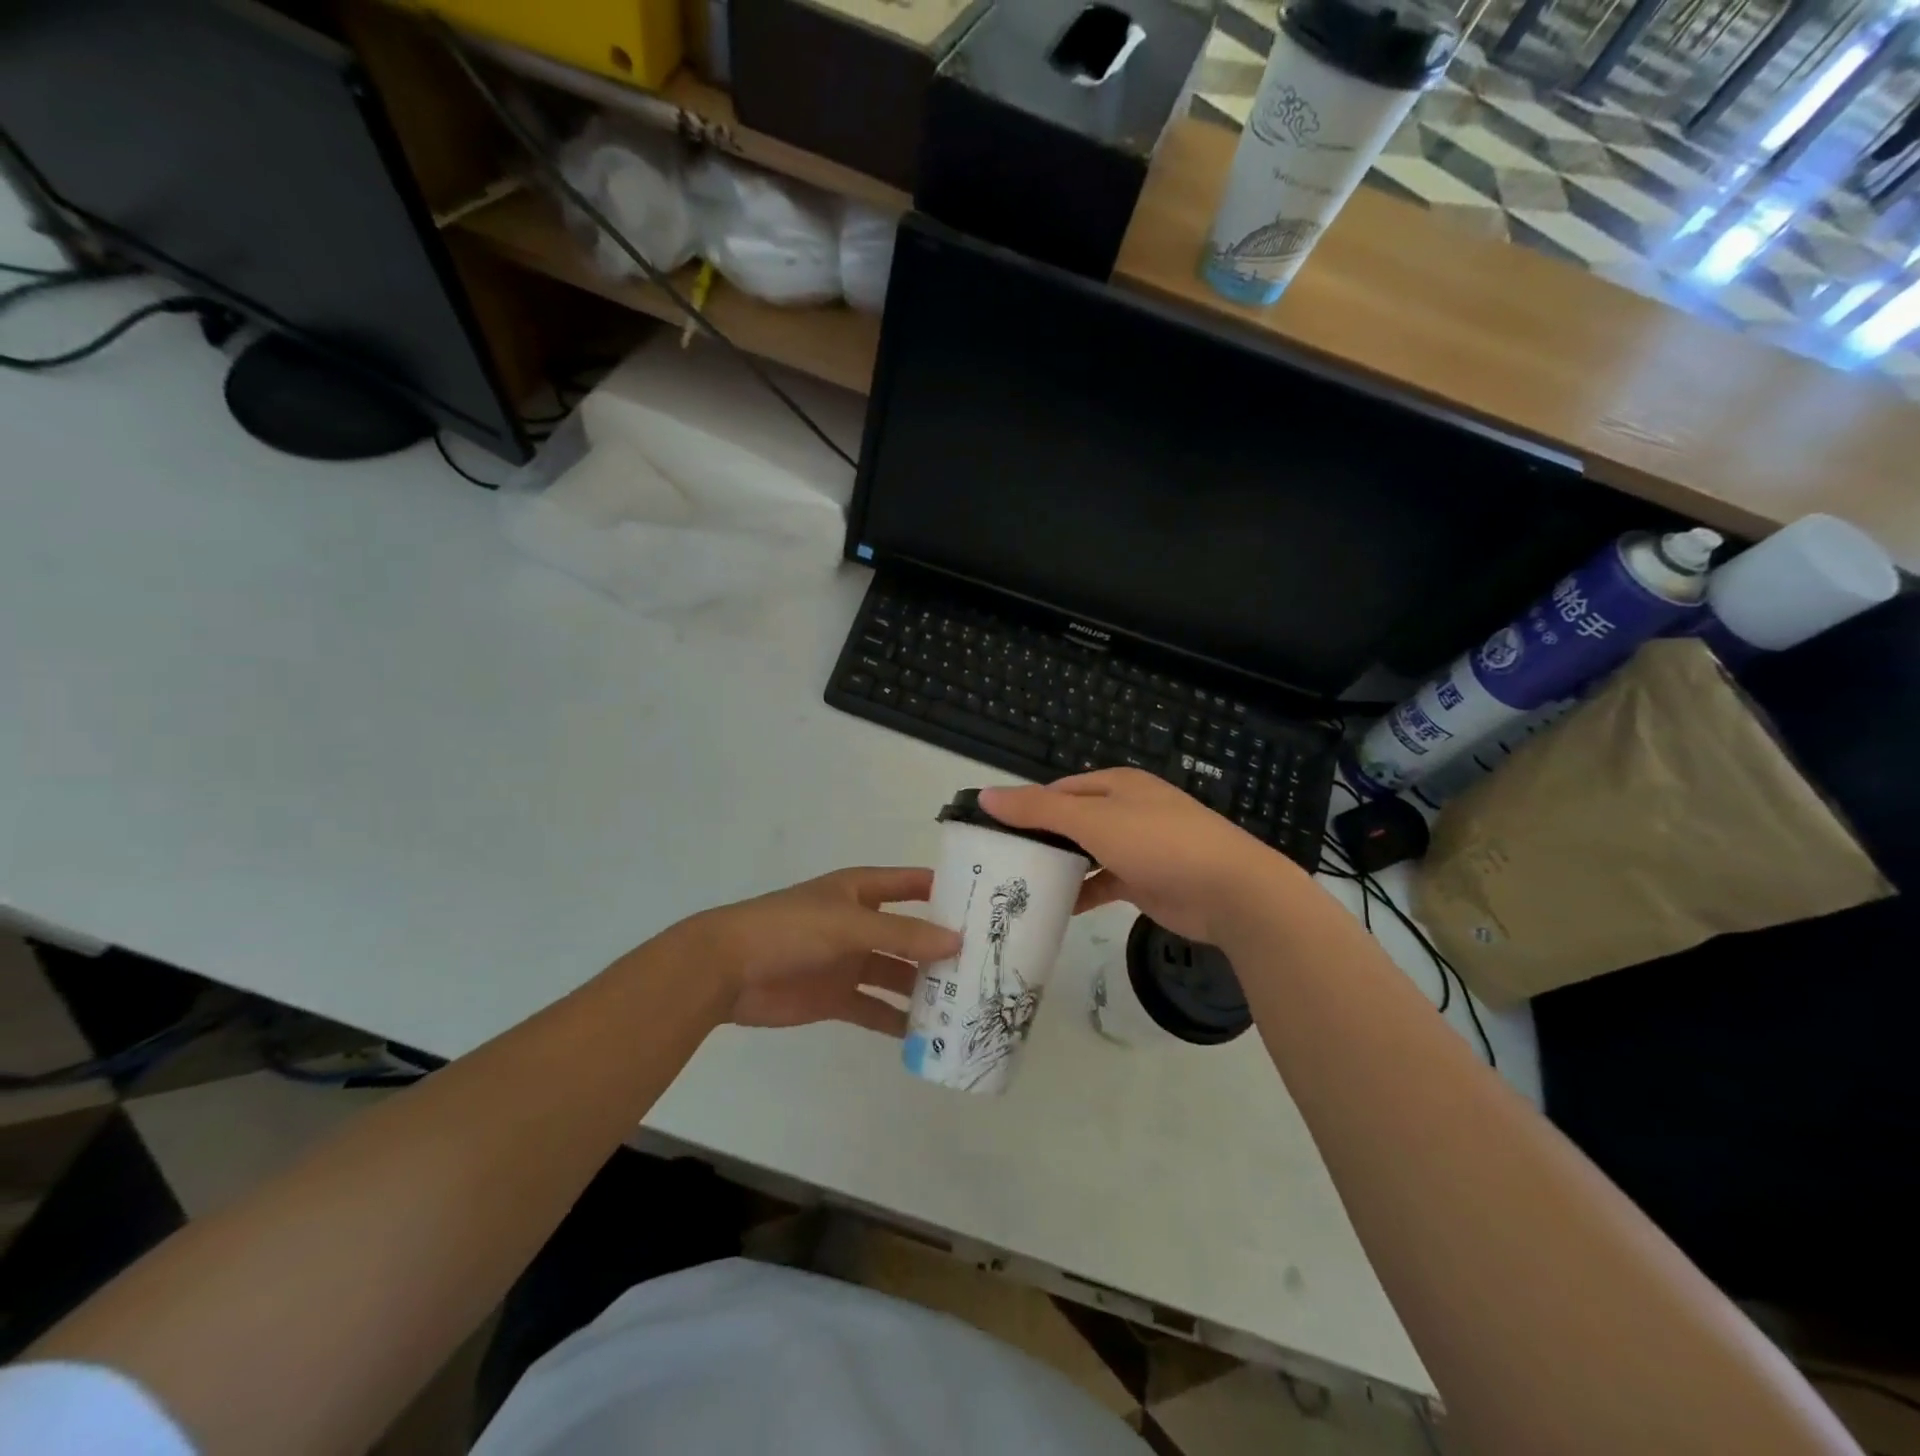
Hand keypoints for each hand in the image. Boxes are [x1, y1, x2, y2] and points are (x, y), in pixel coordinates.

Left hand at [675, 868, 959, 1034]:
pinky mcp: (836, 997)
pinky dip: (896, 1020)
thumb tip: (958, 941)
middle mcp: (860, 923)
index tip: (987, 905)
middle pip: (910, 934)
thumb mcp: (850, 924)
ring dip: (924, 988)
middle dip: (942, 948)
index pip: (913, 884)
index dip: (946, 890)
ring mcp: (849, 961)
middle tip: (986, 966)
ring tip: (965, 1005)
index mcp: (861, 892)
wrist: (728, 970)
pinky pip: (875, 1007)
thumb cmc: (791, 929)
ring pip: (896, 974)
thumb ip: (903, 935)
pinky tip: (925, 1034)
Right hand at [980, 770, 1303, 946]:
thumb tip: (985, 795)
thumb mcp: (1092, 819)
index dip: (1025, 807)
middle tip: (999, 862)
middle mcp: (1125, 810)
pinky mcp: (1145, 880)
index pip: (1057, 790)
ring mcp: (1137, 846)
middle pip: (1070, 821)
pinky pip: (1103, 882)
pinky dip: (1082, 893)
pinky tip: (1056, 908)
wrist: (1230, 891)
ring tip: (1017, 887)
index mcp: (1115, 785)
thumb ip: (1037, 808)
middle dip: (1039, 839)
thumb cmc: (1158, 842)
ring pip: (1085, 853)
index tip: (991, 831)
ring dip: (1059, 867)